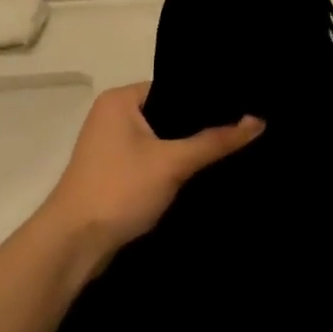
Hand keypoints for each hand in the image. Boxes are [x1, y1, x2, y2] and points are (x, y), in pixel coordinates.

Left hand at [34, 82, 263, 268]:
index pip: (173, 88)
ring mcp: (111, 146)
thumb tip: (258, 121)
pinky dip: (172, 168)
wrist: (74, 243)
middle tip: (243, 131)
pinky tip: (202, 175)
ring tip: (231, 151)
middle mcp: (112, 116)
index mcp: (120, 99)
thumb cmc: (120, 189)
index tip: (243, 108)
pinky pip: (152, 161)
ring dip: (186, 151)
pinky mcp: (114, 173)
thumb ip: (214, 141)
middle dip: (200, 128)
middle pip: (169, 115)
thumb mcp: (172, 162)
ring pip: (161, 141)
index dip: (207, 100)